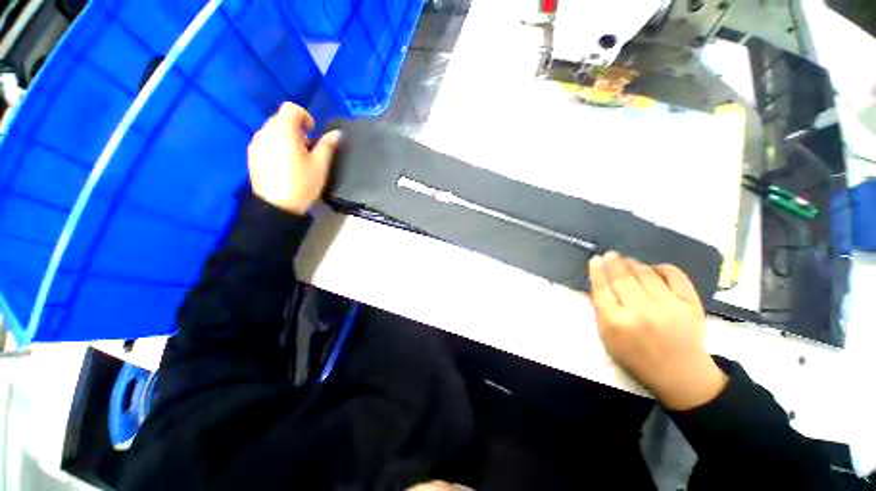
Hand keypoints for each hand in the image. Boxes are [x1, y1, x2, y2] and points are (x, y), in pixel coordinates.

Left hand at [247, 102, 340, 214]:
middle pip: (280, 118)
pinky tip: (284, 163)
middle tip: (308, 146)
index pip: (291, 108)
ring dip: (285, 136)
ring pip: (271, 130)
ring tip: (296, 156)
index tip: (313, 131)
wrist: (277, 207)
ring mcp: (256, 144)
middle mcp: (265, 132)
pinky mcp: (252, 155)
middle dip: (295, 127)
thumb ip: (327, 145)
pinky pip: (265, 141)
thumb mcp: (320, 165)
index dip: (304, 116)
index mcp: (283, 132)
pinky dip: (276, 144)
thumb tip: (336, 133)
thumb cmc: (302, 184)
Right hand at [588, 251, 727, 409]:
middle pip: (622, 278)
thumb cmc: (636, 357)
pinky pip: (675, 275)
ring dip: (634, 263)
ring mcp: (668, 307)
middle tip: (610, 255)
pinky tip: (654, 269)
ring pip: (646, 274)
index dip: (597, 271)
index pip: (602, 288)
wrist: (680, 375)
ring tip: (627, 261)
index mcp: (616, 322)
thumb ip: (599, 310)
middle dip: (614, 262)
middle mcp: (641, 312)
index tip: (596, 259)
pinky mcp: (691, 304)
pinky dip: (662, 267)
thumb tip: (594, 285)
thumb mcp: (607, 338)